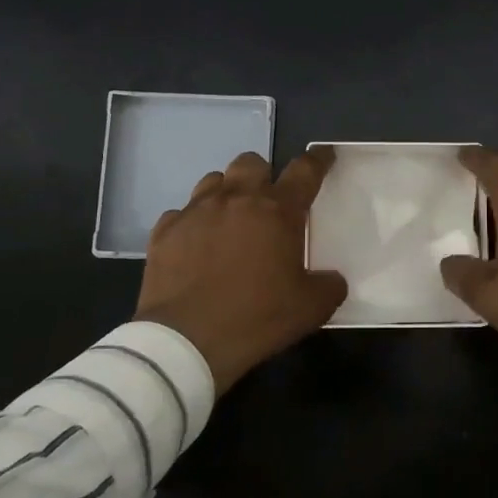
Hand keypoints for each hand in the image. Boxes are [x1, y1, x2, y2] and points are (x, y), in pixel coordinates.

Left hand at [134, 148, 347, 394]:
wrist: (186, 341)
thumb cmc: (256, 318)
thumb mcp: (310, 308)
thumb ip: (329, 286)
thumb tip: (332, 279)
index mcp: (277, 211)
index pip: (305, 171)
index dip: (318, 159)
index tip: (325, 155)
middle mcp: (236, 199)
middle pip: (252, 162)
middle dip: (263, 175)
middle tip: (267, 202)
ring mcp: (196, 211)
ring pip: (213, 181)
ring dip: (226, 193)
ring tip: (229, 219)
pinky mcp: (165, 231)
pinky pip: (181, 213)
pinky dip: (193, 223)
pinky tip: (196, 245)